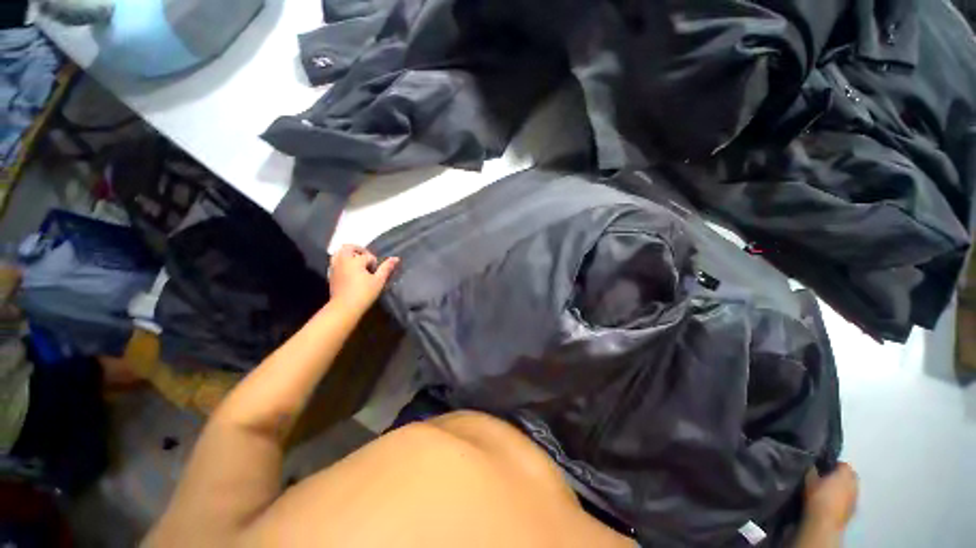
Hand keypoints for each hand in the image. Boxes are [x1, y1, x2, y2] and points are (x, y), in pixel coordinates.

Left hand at [329, 245, 399, 314]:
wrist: (344, 308)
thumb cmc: (364, 293)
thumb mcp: (379, 281)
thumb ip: (386, 268)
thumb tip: (396, 258)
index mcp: (354, 260)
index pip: (368, 256)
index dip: (374, 263)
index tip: (376, 273)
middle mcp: (342, 260)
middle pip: (348, 247)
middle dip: (359, 250)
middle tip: (367, 259)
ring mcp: (334, 267)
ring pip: (339, 253)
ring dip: (349, 255)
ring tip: (358, 264)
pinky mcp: (331, 275)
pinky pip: (335, 262)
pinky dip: (343, 262)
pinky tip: (350, 272)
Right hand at [804, 462, 858, 531]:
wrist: (825, 522)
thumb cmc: (817, 497)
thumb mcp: (809, 480)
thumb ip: (812, 470)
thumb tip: (812, 464)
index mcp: (844, 474)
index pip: (843, 464)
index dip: (835, 464)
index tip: (825, 467)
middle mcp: (854, 484)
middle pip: (852, 475)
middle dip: (843, 475)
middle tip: (830, 477)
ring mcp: (856, 497)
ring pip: (853, 487)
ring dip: (845, 487)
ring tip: (832, 490)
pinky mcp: (854, 509)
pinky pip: (851, 498)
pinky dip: (845, 497)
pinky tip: (835, 501)